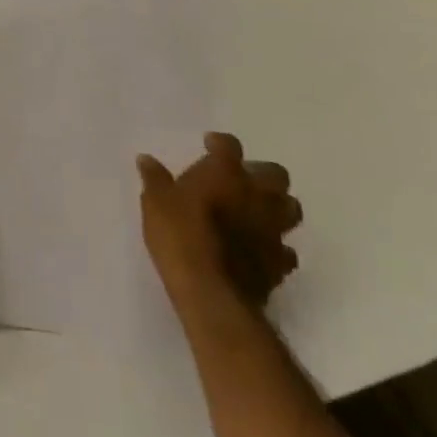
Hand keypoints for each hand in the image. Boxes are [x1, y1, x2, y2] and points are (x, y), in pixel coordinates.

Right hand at [137, 133, 301, 316]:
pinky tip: (260, 251)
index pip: (230, 145)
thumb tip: (146, 160)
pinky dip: (276, 248)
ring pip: (290, 209)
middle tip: (241, 182)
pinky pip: (286, 250)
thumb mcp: (155, 202)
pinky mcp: (280, 264)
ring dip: (277, 208)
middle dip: (262, 175)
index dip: (221, 143)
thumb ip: (155, 179)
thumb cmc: (181, 236)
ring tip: (257, 213)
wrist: (212, 293)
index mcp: (226, 172)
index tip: (209, 146)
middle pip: (276, 174)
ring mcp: (273, 230)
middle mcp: (256, 194)